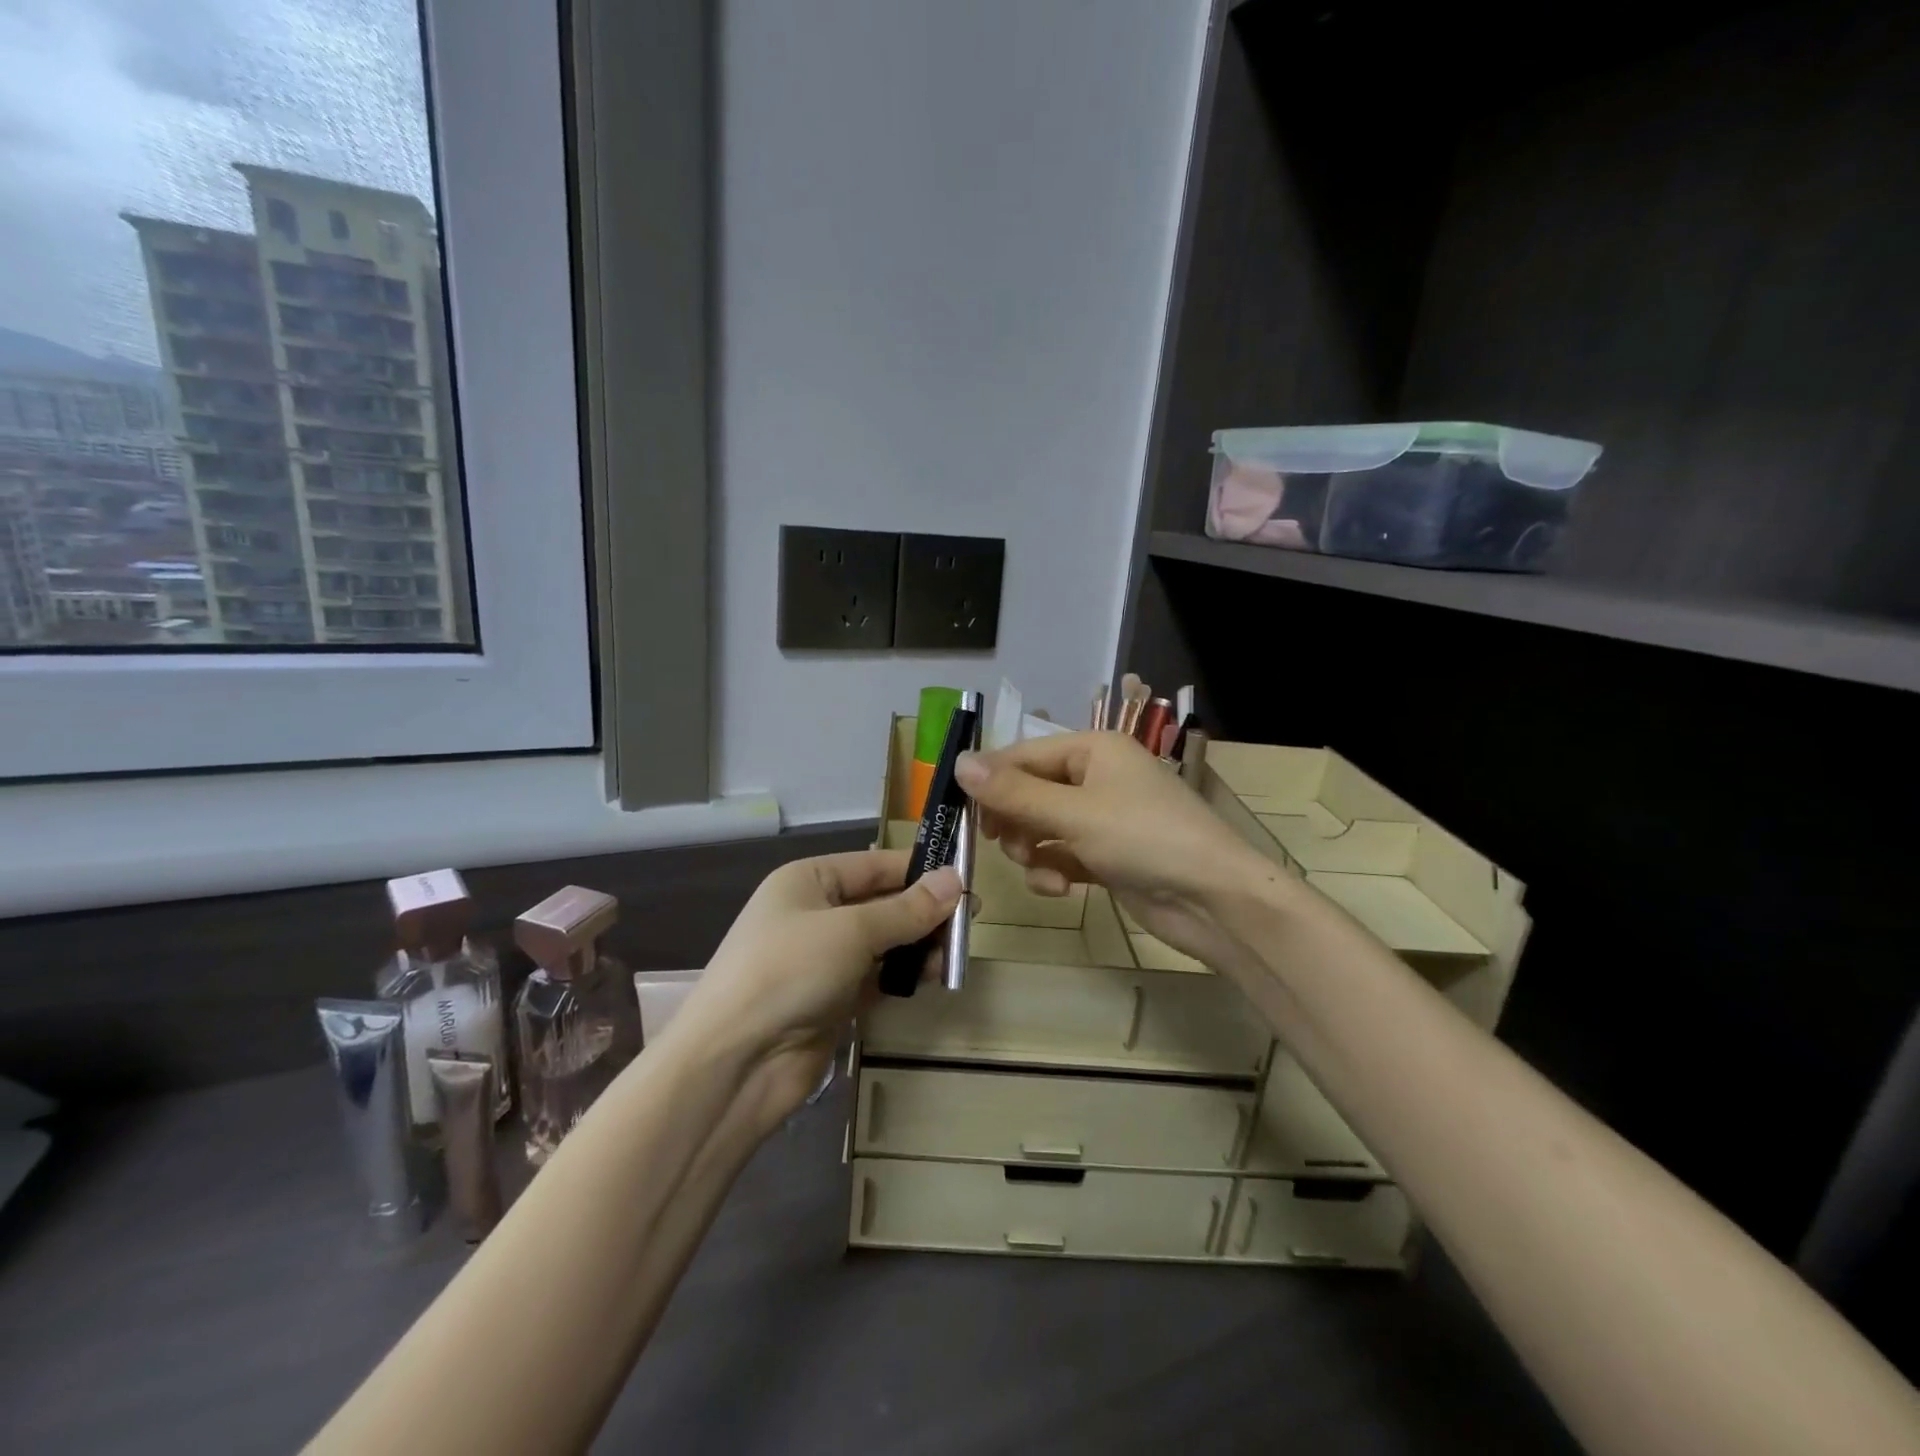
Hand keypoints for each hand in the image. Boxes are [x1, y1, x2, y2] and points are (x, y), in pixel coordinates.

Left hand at [667, 851, 961, 1130]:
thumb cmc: (787, 972)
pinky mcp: (832, 1000)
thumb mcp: (851, 932)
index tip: (966, 878)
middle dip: (924, 910)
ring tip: (959, 951)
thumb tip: (956, 881)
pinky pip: (877, 977)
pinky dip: (904, 975)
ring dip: (918, 945)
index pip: (875, 865)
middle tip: (973, 919)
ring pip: (883, 942)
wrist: (732, 1065)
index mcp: (809, 880)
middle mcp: (815, 914)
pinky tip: (935, 976)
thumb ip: (907, 910)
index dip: (920, 869)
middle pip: (881, 903)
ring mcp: (822, 960)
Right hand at [955, 732, 1274, 972]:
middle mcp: (1096, 776)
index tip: (959, 812)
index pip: (1022, 755)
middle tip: (1006, 846)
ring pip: (1041, 827)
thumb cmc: (1144, 839)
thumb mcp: (1073, 813)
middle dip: (1014, 822)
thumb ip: (1013, 792)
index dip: (990, 782)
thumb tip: (959, 762)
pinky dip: (1055, 869)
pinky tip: (1061, 888)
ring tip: (1043, 870)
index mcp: (1092, 750)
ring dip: (1033, 851)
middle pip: (1029, 793)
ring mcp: (1103, 818)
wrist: (1214, 900)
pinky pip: (1062, 854)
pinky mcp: (1107, 855)